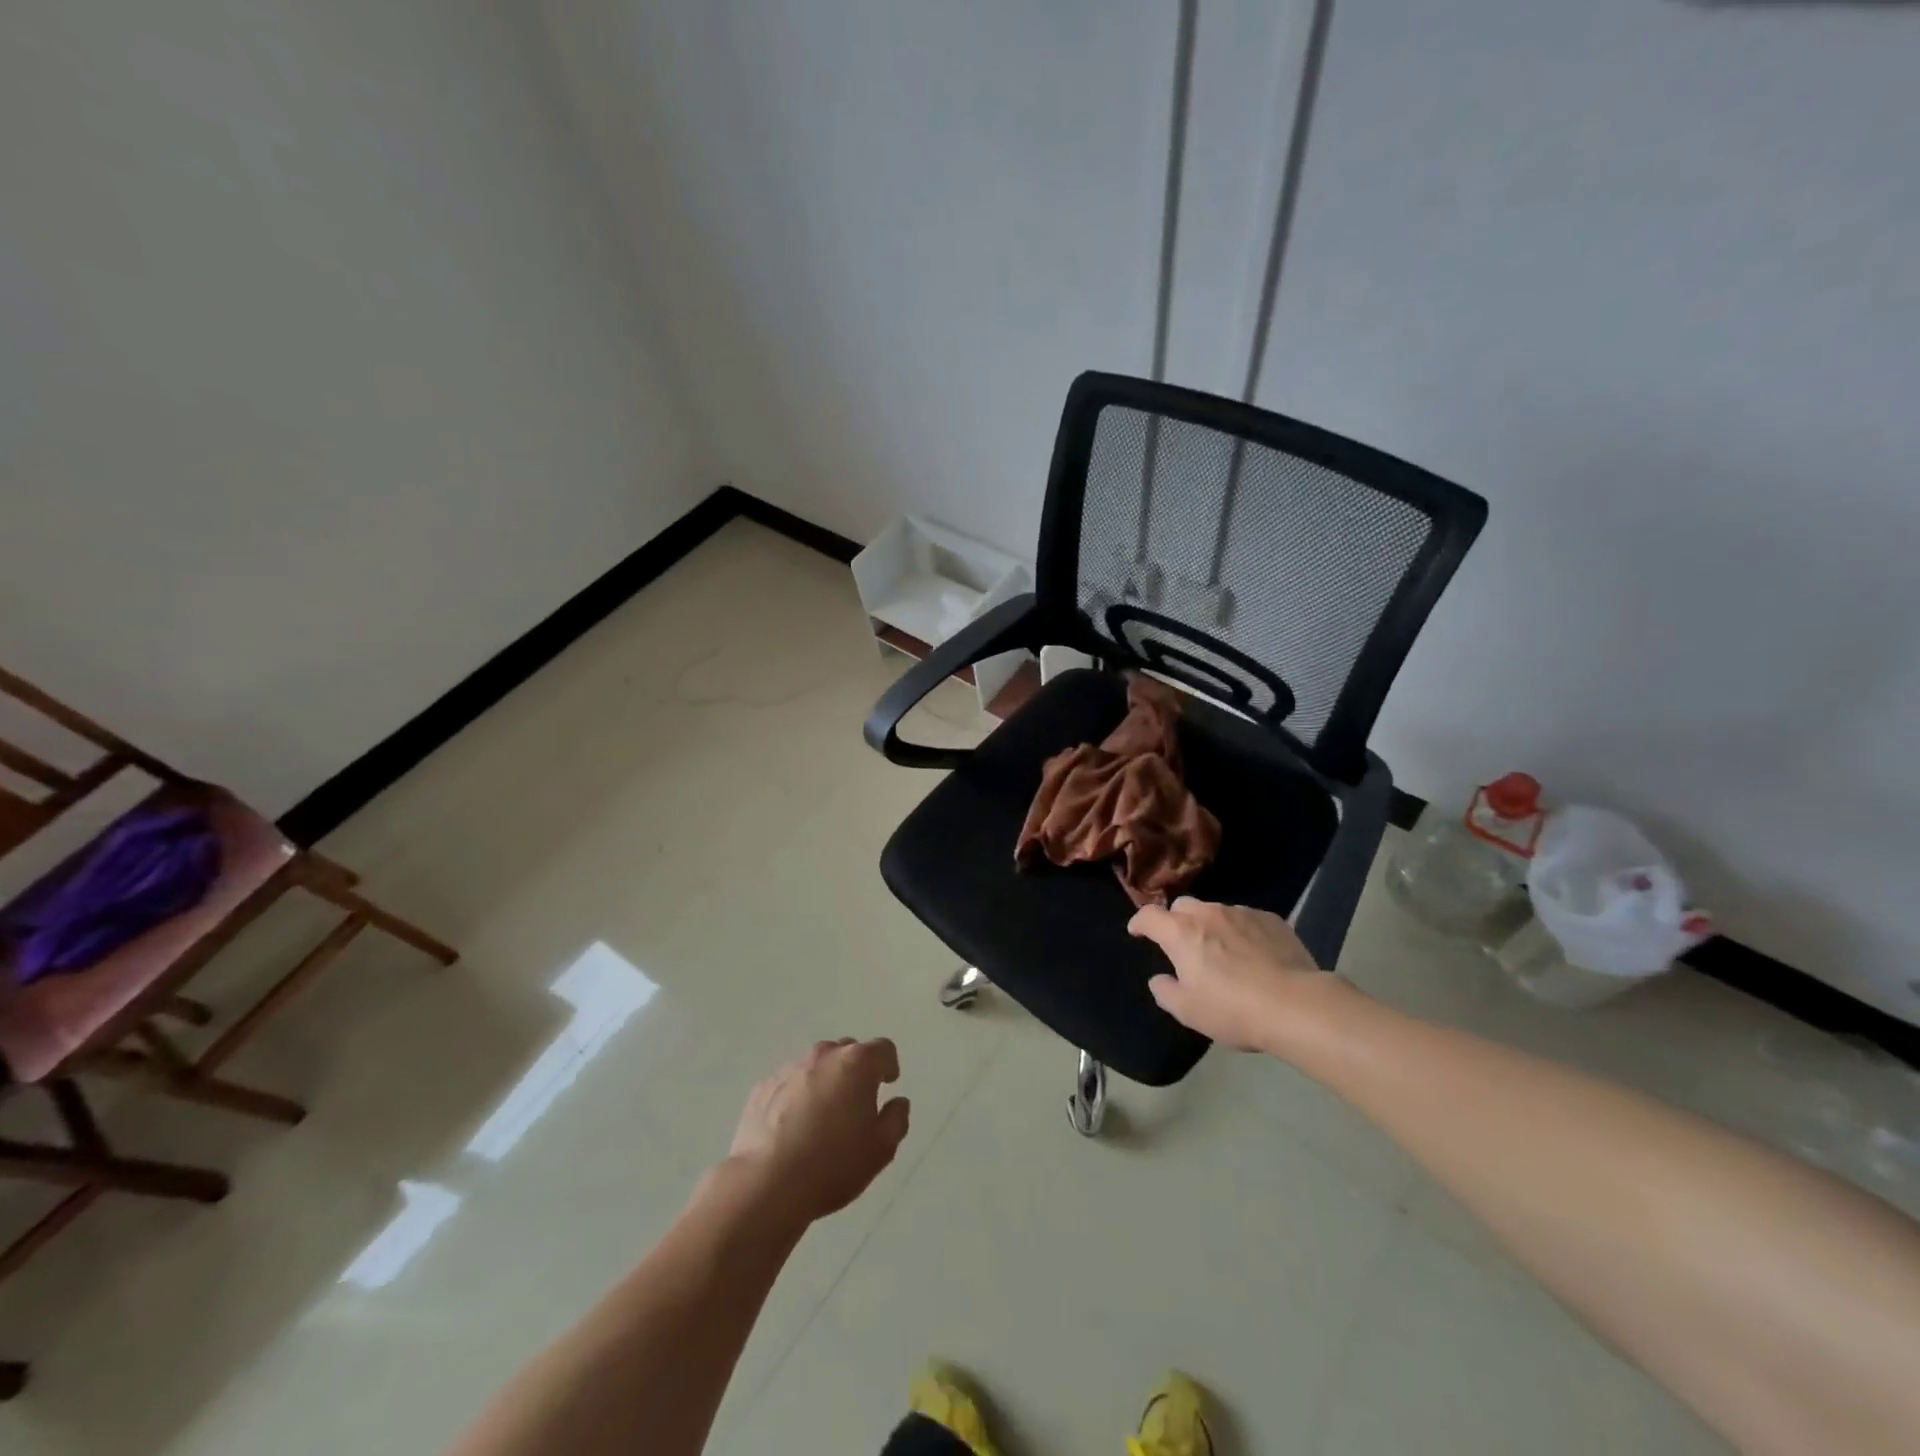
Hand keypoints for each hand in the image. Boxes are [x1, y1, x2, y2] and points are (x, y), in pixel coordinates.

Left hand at [726, 1038, 910, 1224]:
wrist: (766, 1184)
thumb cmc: (833, 1164)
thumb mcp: (881, 1149)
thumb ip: (896, 1119)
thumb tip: (898, 1102)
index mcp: (857, 1063)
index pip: (883, 1049)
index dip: (888, 1065)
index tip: (887, 1085)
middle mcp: (824, 1055)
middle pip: (848, 1052)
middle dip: (856, 1072)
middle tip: (856, 1105)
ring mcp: (790, 1068)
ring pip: (816, 1066)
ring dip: (825, 1082)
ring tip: (822, 1119)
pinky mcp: (763, 1087)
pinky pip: (790, 1083)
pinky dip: (797, 1096)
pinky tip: (793, 1128)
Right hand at [1128, 897, 1326, 1051]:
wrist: (1296, 1005)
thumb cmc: (1233, 1010)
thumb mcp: (1189, 1011)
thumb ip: (1166, 992)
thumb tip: (1160, 979)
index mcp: (1181, 933)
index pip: (1149, 916)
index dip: (1139, 922)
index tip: (1137, 932)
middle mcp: (1208, 914)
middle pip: (1183, 906)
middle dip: (1177, 920)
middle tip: (1183, 944)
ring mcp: (1242, 913)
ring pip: (1216, 911)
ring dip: (1211, 925)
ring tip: (1222, 950)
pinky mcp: (1271, 919)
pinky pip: (1246, 919)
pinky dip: (1241, 931)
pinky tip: (1253, 953)